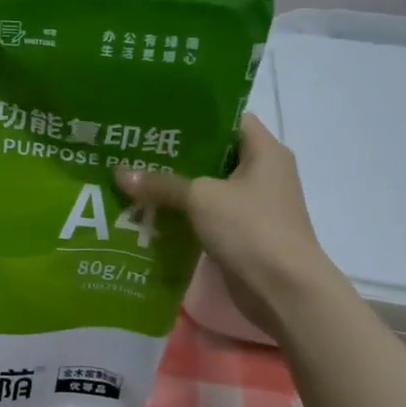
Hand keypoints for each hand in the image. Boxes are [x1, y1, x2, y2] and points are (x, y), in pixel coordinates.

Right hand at [114, 114, 332, 336]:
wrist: (285, 291)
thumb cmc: (251, 229)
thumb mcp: (201, 198)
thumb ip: (162, 183)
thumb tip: (120, 173)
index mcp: (264, 152)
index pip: (229, 118)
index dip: (195, 115)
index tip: (158, 117)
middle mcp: (263, 173)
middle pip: (214, 153)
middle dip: (176, 153)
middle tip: (136, 147)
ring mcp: (254, 205)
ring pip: (208, 186)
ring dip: (176, 186)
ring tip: (135, 177)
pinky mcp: (243, 232)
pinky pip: (207, 214)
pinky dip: (183, 213)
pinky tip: (150, 212)